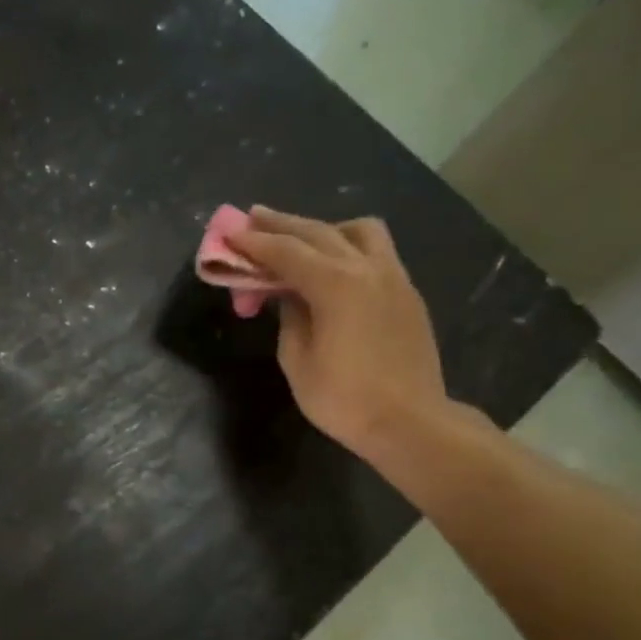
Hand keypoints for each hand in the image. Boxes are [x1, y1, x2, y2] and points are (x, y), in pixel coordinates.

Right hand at [225, 208, 448, 458]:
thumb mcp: (297, 360)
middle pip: (319, 232)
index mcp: (336, 285)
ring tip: (301, 241)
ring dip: (325, 229)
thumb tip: (290, 295)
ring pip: (359, 231)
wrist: (409, 422)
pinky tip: (332, 266)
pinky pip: (376, 252)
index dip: (255, 242)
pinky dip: (348, 246)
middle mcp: (367, 269)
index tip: (230, 231)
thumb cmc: (343, 398)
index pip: (287, 252)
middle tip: (253, 217)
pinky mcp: (407, 293)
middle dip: (282, 224)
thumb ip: (289, 317)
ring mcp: (393, 277)